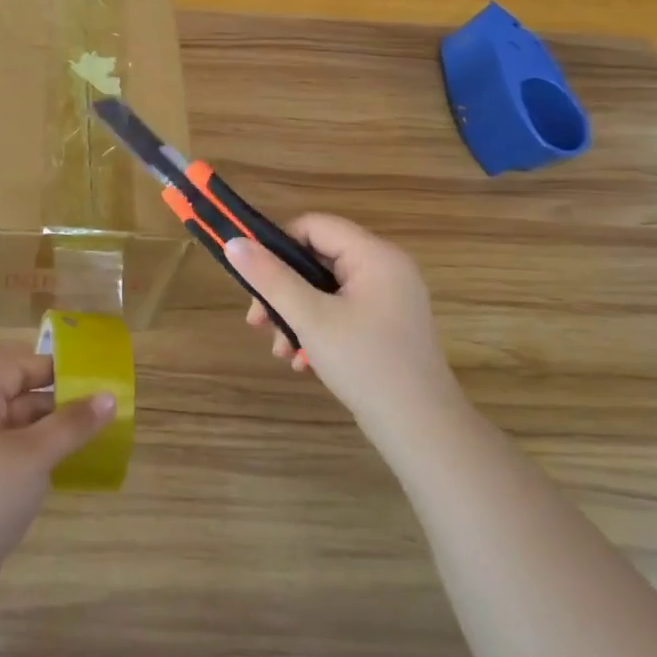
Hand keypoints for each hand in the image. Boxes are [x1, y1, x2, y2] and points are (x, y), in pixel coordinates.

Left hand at [0, 355, 114, 608]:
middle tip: (102, 414)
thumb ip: (72, 424)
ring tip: (94, 441)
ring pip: (17, 433)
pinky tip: (67, 472)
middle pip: (17, 399)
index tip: (91, 378)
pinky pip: (12, 461)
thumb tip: (108, 397)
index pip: (14, 369)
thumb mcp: (33, 455)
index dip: (51, 369)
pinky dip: (38, 461)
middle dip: (58, 405)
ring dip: (51, 435)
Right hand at [226, 215, 463, 439]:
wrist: (422, 431)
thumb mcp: (311, 319)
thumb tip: (233, 243)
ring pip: (324, 289)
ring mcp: (388, 299)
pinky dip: (317, 329)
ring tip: (281, 350)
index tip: (254, 279)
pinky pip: (340, 310)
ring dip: (295, 315)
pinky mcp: (385, 325)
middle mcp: (385, 269)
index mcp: (375, 256)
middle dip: (282, 291)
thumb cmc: (366, 364)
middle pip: (317, 259)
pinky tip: (303, 361)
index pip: (314, 226)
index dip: (278, 246)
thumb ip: (271, 278)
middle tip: (259, 323)